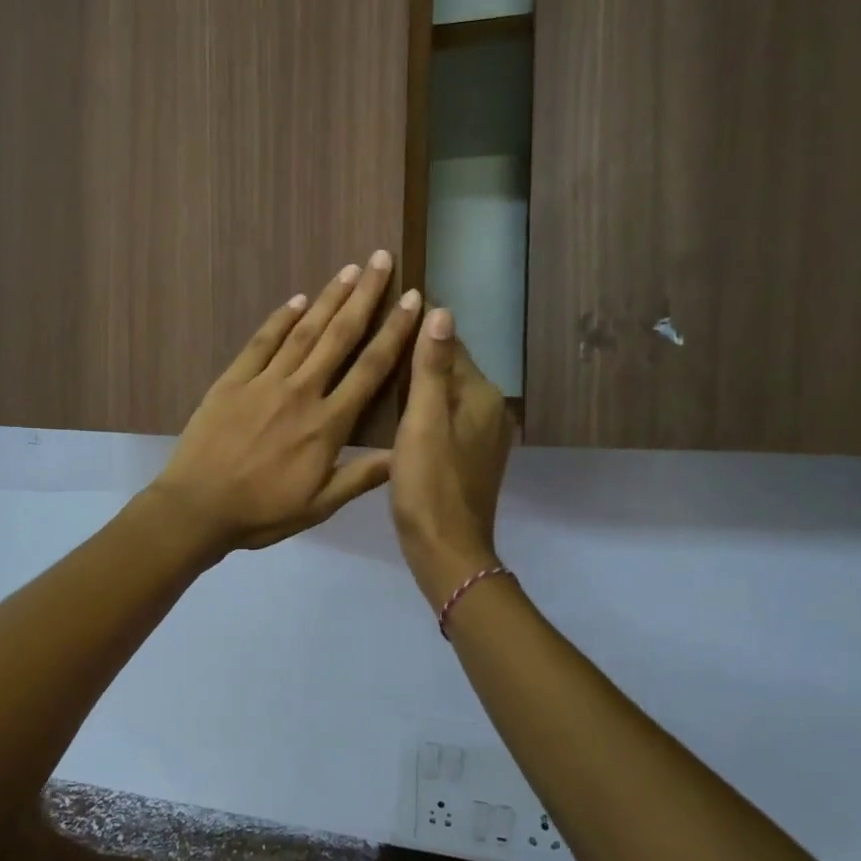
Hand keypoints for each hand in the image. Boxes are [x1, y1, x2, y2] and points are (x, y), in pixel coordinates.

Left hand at [148, 251, 422, 555]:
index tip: (413, 300)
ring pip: (303, 332)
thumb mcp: (318, 507)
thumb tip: (405, 454)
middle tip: (382, 260)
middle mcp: (301, 392)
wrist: (197, 508)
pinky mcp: (232, 381)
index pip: (370, 369)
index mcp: (327, 425)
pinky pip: (261, 342)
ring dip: (328, 298)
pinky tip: (297, 300)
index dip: (394, 332)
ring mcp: (264, 382)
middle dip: (364, 297)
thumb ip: (361, 477)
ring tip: (350, 269)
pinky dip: (280, 319)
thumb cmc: (261, 512)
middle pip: (339, 337)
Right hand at [390, 308, 514, 605]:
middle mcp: (490, 410)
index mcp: (481, 396)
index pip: (450, 344)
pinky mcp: (470, 458)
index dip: (417, 328)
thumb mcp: (423, 421)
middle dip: (416, 356)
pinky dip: (423, 410)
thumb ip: (431, 367)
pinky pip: (444, 420)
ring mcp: (482, 437)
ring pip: (445, 396)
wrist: (445, 550)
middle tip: (371, 343)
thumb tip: (440, 310)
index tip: (383, 313)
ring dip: (418, 384)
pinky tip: (394, 415)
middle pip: (448, 370)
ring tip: (376, 374)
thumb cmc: (429, 484)